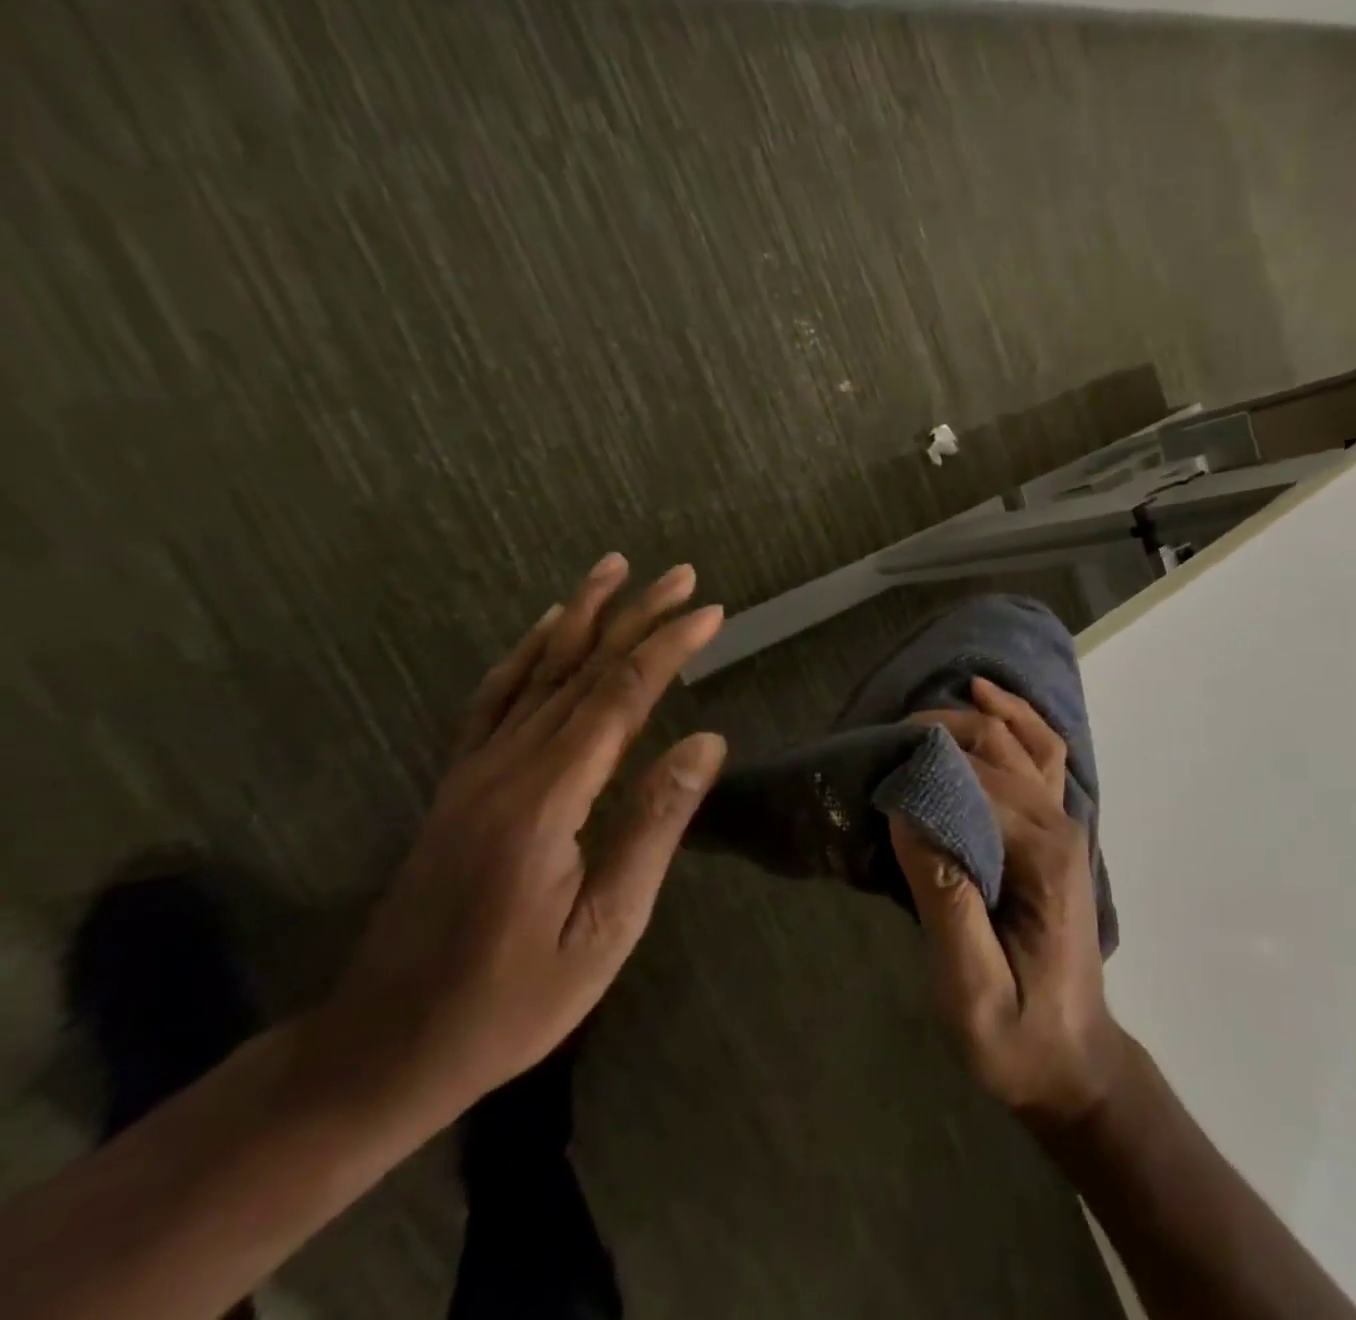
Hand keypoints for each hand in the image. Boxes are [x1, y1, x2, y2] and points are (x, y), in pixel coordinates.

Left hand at [317, 553, 727, 1118]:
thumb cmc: (510, 1001)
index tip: (710, 611)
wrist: (381, 1051)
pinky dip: (524, 654)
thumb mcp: (605, 930)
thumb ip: (654, 826)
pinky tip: (544, 629)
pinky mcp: (459, 785)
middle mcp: (506, 768)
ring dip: (581, 616)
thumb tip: (707, 740)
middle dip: (635, 616)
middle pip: (580, 670)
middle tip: (680, 573)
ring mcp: (474, 772)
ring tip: (613, 570)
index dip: (667, 648)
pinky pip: (493, 701)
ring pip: (535, 673)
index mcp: (547, 800)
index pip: (619, 698)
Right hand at [890, 678, 1124, 1131]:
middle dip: (941, 733)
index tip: (875, 774)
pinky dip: (1016, 722)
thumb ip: (945, 901)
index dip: (925, 769)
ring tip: (926, 712)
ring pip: (1025, 740)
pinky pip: (1042, 757)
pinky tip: (988, 702)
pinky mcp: (1059, 831)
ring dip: (977, 716)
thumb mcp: (972, 993)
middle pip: (999, 748)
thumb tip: (908, 816)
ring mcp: (1066, 824)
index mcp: (1043, 857)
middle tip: (884, 742)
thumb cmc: (1019, 1038)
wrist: (1075, 1061)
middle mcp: (1061, 825)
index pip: (978, 782)